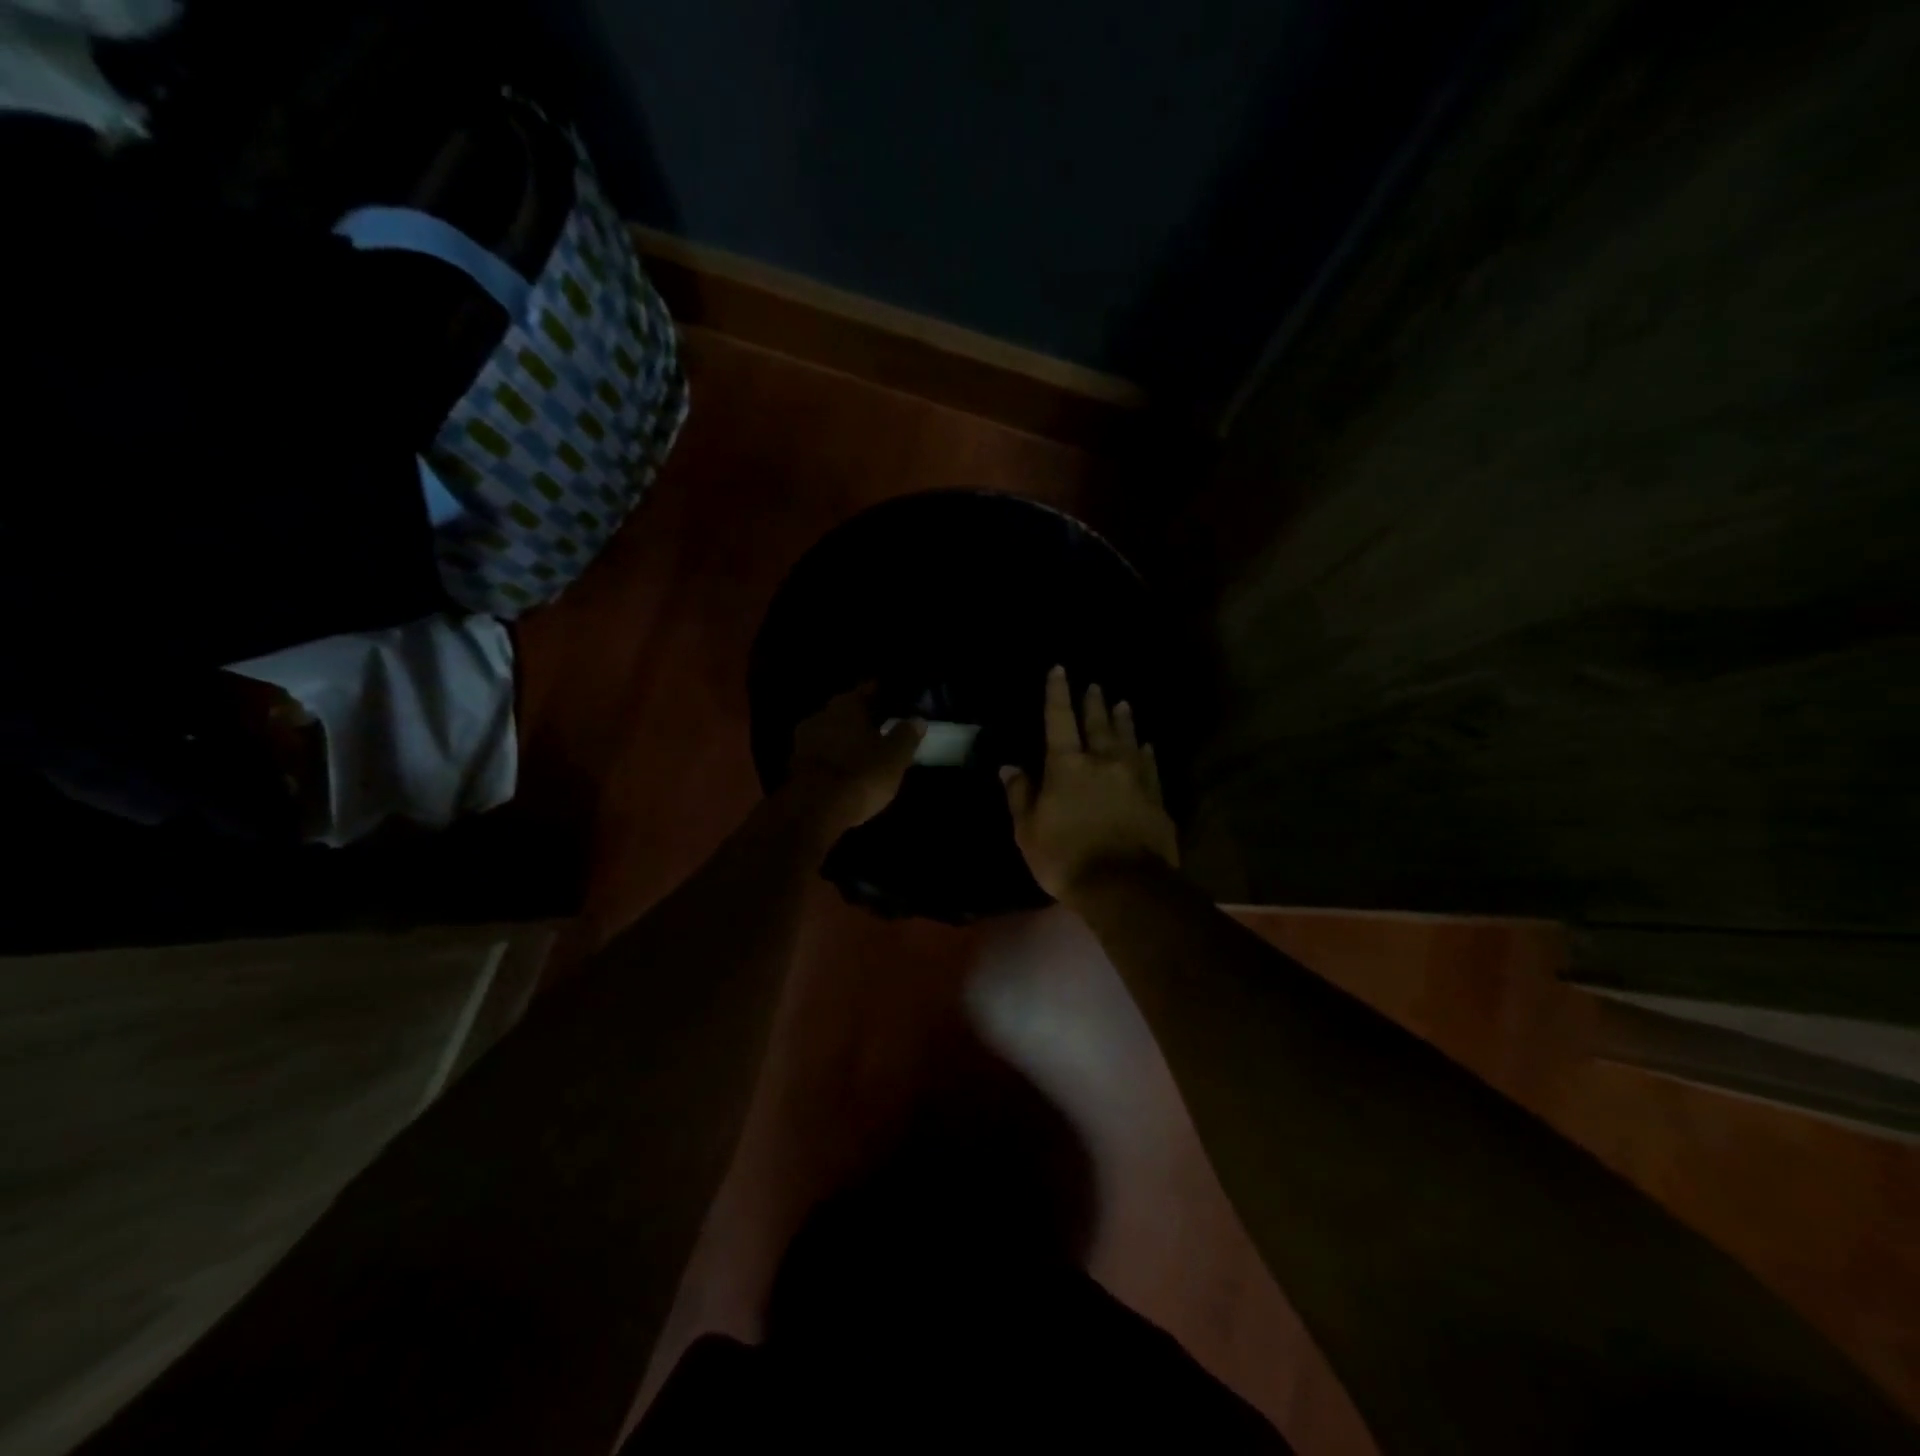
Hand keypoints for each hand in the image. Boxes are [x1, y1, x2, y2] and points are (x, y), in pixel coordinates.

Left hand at [786, 684, 924, 834]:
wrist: (814, 810)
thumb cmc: (860, 774)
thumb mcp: (894, 757)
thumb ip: (906, 736)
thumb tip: (917, 720)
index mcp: (846, 705)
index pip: (866, 691)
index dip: (879, 694)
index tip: (889, 697)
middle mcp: (822, 715)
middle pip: (845, 711)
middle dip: (860, 717)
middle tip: (879, 726)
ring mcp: (804, 740)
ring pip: (830, 732)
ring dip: (844, 738)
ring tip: (862, 749)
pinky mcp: (795, 765)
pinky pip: (821, 753)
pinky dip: (833, 757)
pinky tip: (844, 767)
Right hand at [1001, 665, 1177, 903]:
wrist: (1124, 885)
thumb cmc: (1065, 857)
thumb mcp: (1028, 830)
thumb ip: (1020, 794)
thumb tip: (1009, 766)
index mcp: (1067, 765)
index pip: (1059, 719)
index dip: (1057, 692)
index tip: (1059, 669)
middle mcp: (1103, 761)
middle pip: (1098, 724)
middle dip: (1094, 702)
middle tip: (1095, 685)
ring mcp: (1134, 778)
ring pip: (1128, 739)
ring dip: (1123, 720)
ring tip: (1123, 703)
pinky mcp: (1155, 798)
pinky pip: (1150, 765)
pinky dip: (1146, 752)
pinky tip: (1147, 745)